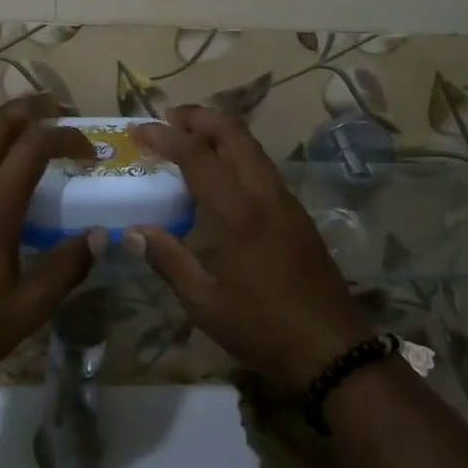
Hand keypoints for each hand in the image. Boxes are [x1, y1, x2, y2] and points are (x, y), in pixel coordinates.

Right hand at [128, 106, 373, 395]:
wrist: (334, 350)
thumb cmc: (264, 328)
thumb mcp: (206, 304)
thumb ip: (169, 260)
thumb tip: (132, 232)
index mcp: (238, 212)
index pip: (196, 155)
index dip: (163, 136)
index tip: (138, 130)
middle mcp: (264, 193)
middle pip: (232, 132)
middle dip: (198, 117)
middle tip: (167, 120)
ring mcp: (285, 200)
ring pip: (251, 145)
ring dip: (218, 132)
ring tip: (189, 140)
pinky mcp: (297, 212)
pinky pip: (261, 165)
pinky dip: (236, 152)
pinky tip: (220, 176)